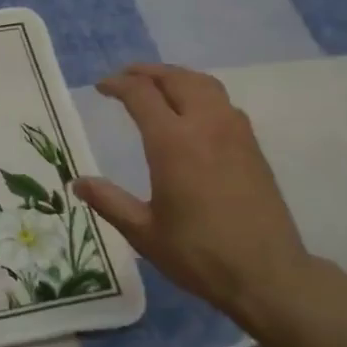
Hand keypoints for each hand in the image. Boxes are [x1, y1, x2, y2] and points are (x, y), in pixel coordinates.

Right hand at [74, 64, 311, 326]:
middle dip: (146, 72)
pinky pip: (223, 102)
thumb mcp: (144, 233)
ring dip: (176, 77)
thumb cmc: (199, 254)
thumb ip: (109, 202)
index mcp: (173, 142)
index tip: (101, 88)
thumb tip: (78, 182)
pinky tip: (193, 112)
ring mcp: (234, 132)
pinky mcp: (252, 145)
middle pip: (175, 78)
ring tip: (158, 86)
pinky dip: (200, 93)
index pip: (141, 94)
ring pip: (203, 84)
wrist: (267, 275)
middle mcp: (205, 125)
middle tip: (125, 78)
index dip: (118, 85)